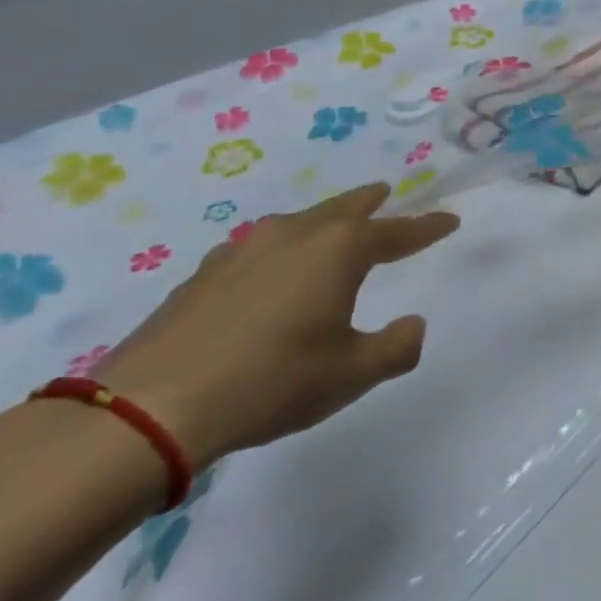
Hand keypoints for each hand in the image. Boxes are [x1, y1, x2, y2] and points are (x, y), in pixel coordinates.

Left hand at [97, 184, 458, 468]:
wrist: (150, 408)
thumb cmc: (272, 382)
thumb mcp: (353, 374)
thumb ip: (396, 347)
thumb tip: (413, 325)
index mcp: (339, 250)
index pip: (398, 231)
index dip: (428, 227)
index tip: (450, 220)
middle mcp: (295, 236)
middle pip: (344, 208)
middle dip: (370, 201)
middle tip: (386, 192)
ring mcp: (243, 250)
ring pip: (298, 223)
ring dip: (323, 221)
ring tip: (332, 228)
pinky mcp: (204, 274)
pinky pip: (259, 248)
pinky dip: (281, 250)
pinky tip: (271, 271)